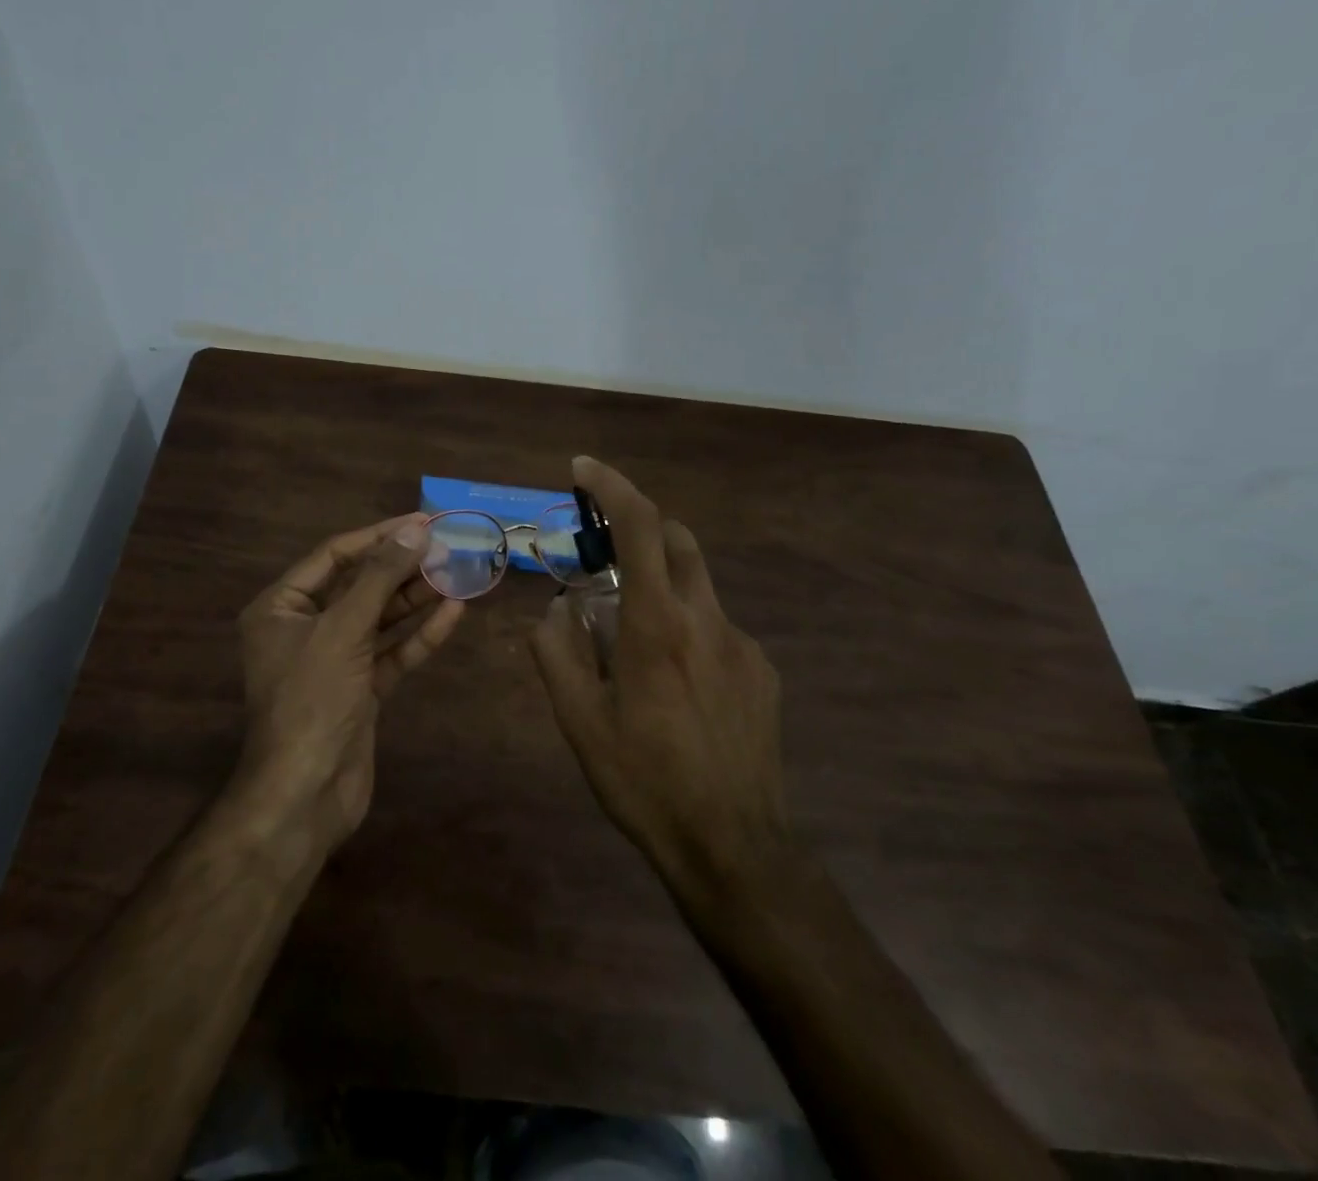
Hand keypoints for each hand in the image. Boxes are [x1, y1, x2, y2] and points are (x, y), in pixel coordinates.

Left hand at [234, 514, 464, 853]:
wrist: (306, 795)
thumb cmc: (312, 700)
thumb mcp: (343, 630)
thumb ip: (379, 579)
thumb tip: (414, 532)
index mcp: (280, 608)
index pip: (333, 556)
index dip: (378, 537)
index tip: (422, 524)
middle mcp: (304, 629)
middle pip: (359, 586)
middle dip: (402, 568)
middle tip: (448, 548)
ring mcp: (334, 662)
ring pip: (379, 619)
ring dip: (416, 598)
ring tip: (457, 574)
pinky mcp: (360, 691)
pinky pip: (392, 653)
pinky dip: (419, 635)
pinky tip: (453, 613)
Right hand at [528, 457, 787, 895]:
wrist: (734, 847)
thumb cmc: (644, 782)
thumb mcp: (580, 722)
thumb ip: (557, 654)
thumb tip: (556, 609)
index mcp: (658, 626)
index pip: (640, 527)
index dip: (612, 486)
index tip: (583, 469)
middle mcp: (707, 620)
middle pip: (677, 539)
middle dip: (638, 527)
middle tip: (601, 556)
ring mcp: (743, 644)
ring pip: (697, 585)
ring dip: (659, 584)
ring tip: (630, 639)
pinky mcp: (762, 671)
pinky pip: (716, 627)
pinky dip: (686, 626)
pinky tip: (673, 683)